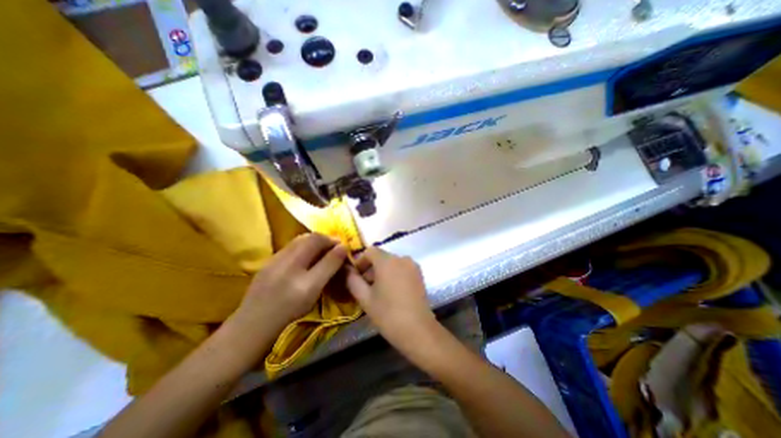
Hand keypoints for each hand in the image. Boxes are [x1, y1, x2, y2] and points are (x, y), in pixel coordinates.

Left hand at [227, 234, 345, 340]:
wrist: (252, 325)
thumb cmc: (289, 313)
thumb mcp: (313, 294)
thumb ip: (329, 269)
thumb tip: (342, 248)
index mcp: (303, 279)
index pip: (326, 254)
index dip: (337, 246)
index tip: (344, 247)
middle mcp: (288, 264)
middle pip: (311, 239)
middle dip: (326, 238)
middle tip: (334, 245)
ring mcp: (275, 260)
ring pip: (300, 240)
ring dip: (314, 240)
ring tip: (322, 247)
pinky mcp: (268, 261)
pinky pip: (291, 246)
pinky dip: (303, 244)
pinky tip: (305, 254)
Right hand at [344, 248, 436, 354]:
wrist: (418, 330)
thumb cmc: (388, 314)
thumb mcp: (365, 298)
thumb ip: (353, 280)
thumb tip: (347, 270)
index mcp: (387, 261)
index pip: (370, 251)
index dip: (360, 261)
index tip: (356, 276)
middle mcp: (401, 258)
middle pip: (381, 257)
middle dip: (371, 268)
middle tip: (364, 286)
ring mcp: (412, 265)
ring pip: (392, 263)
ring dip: (382, 271)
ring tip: (378, 290)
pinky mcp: (419, 274)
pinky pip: (402, 268)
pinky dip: (394, 274)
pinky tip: (392, 291)